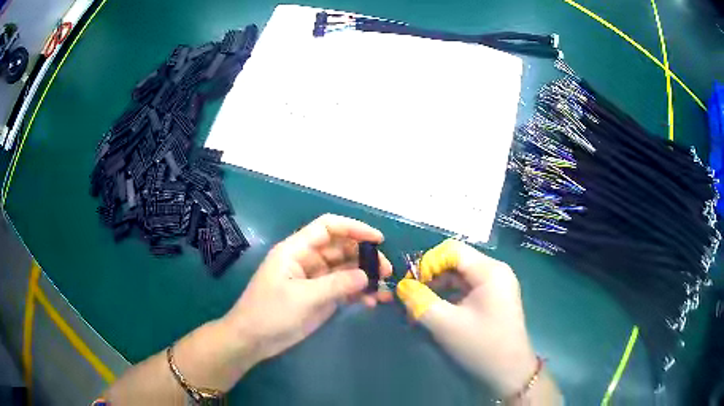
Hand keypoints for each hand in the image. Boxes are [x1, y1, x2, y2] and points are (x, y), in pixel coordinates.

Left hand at [223, 214, 392, 364]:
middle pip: (341, 248)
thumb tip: (366, 275)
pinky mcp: (319, 298)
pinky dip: (358, 293)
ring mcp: (314, 280)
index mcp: (296, 250)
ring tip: (384, 289)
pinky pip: (343, 289)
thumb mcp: (303, 297)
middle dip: (365, 256)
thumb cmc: (270, 313)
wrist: (253, 340)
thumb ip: (336, 284)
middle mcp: (307, 260)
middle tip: (386, 271)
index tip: (378, 239)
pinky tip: (372, 302)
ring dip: (365, 277)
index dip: (353, 228)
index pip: (328, 227)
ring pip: (345, 270)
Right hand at [396, 239, 536, 396]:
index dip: (427, 263)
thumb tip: (402, 285)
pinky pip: (466, 289)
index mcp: (489, 271)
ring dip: (437, 289)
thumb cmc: (481, 346)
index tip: (411, 286)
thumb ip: (419, 302)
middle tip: (412, 300)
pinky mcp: (493, 299)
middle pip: (455, 262)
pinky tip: (436, 313)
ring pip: (459, 276)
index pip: (451, 250)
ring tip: (420, 310)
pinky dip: (449, 298)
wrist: (509, 373)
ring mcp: (496, 285)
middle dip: (430, 277)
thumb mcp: (445, 325)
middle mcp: (495, 271)